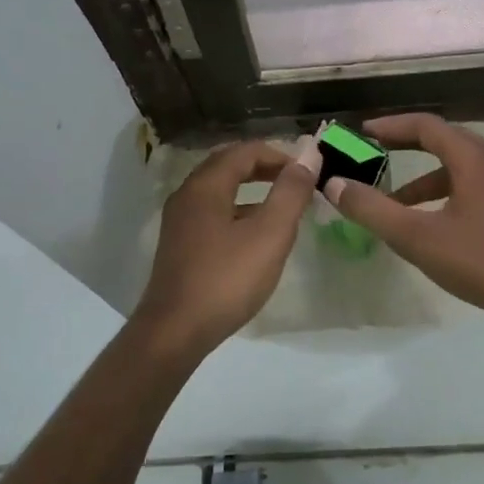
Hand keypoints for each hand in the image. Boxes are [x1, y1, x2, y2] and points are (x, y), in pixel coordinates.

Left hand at [133, 138, 318, 356]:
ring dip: (250, 190)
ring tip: (281, 205)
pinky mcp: (179, 246)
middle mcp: (187, 195)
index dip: (278, 154)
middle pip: (227, 166)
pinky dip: (237, 211)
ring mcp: (179, 222)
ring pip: (218, 191)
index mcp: (206, 186)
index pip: (244, 151)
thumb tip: (308, 156)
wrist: (175, 331)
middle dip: (263, 167)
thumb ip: (290, 193)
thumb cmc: (226, 279)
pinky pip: (212, 213)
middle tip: (295, 181)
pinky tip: (254, 236)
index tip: (306, 170)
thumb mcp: (269, 235)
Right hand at [323, 114, 483, 326]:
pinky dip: (441, 195)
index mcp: (473, 159)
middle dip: (403, 146)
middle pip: (442, 141)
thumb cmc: (483, 262)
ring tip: (390, 201)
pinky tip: (427, 224)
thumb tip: (334, 184)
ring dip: (421, 179)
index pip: (426, 126)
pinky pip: (469, 186)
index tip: (361, 133)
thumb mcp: (418, 238)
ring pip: (456, 168)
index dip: (390, 126)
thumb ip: (373, 210)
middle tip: (370, 155)